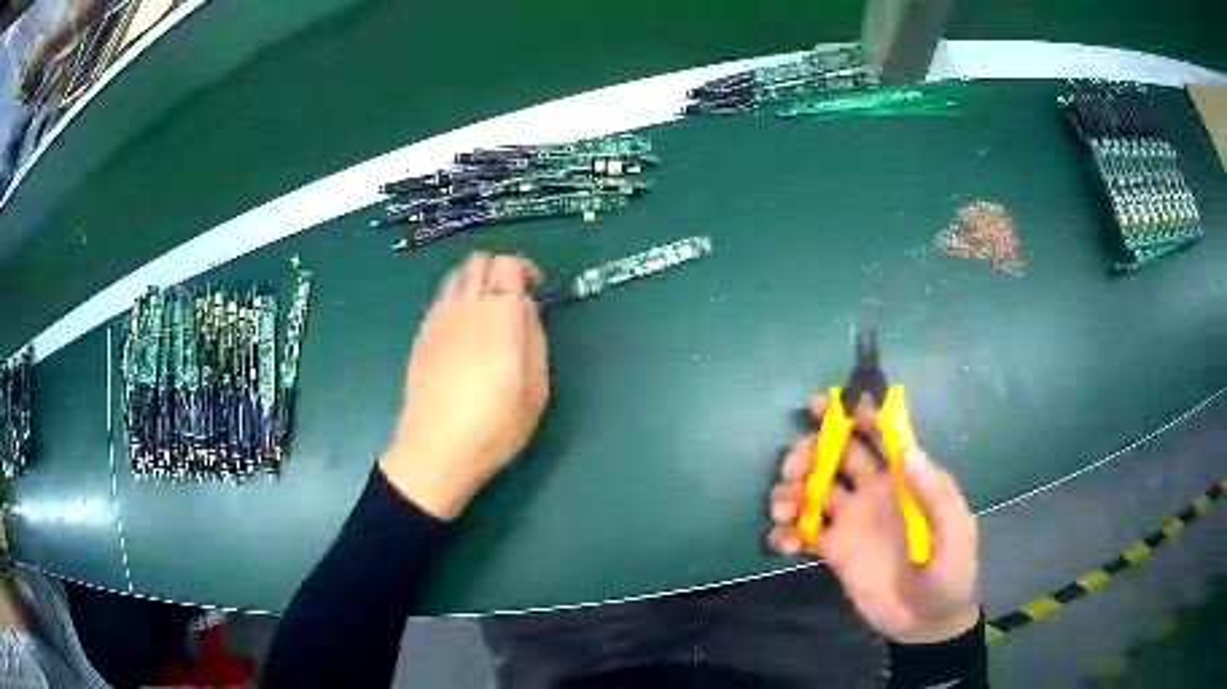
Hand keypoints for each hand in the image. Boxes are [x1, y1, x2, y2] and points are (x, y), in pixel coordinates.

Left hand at [380, 253, 549, 519]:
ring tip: (487, 310)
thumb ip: (535, 337)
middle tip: (513, 296)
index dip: (525, 269)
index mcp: (499, 315)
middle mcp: (465, 306)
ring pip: (455, 275)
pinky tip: (464, 330)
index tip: (536, 289)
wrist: (437, 449)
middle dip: (499, 269)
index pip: (508, 264)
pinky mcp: (421, 335)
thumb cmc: (495, 424)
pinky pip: (441, 298)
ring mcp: (438, 319)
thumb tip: (526, 307)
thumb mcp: (536, 387)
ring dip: (475, 280)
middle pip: (479, 260)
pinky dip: (457, 299)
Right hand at [767, 396, 979, 644]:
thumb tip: (906, 449)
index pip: (879, 433)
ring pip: (811, 489)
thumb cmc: (950, 571)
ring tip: (784, 511)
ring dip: (791, 490)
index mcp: (903, 478)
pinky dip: (784, 532)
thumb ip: (936, 493)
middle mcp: (873, 490)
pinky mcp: (832, 550)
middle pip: (834, 454)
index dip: (854, 413)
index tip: (824, 406)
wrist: (926, 621)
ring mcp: (850, 520)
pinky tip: (783, 544)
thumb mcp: (955, 532)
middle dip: (809, 450)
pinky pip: (801, 532)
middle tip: (795, 469)